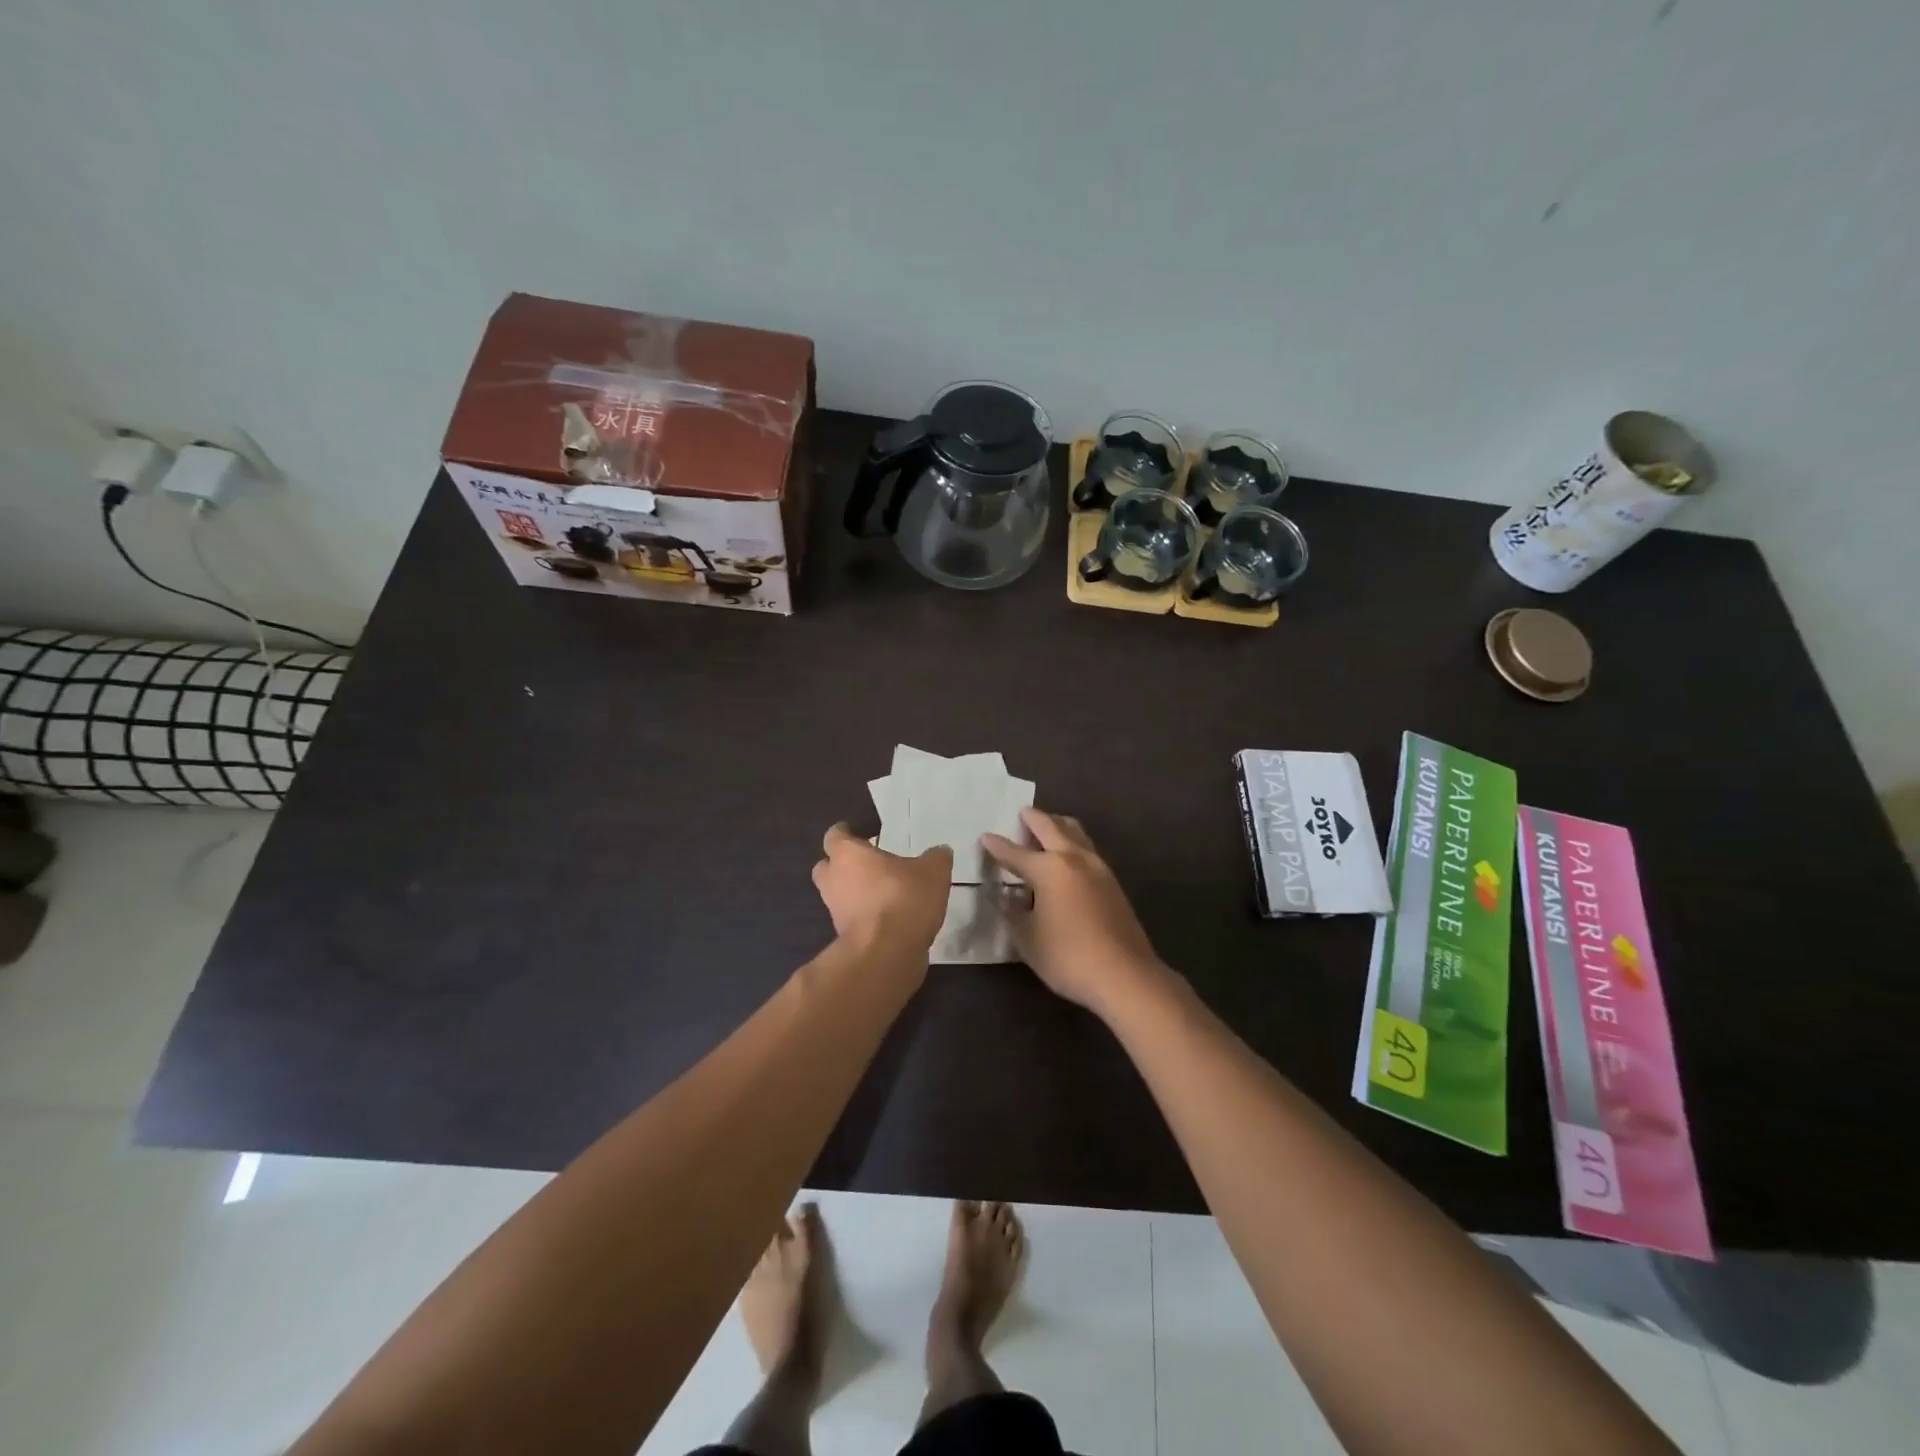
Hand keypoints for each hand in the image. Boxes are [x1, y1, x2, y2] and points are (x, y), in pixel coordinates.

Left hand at [811, 822, 951, 959]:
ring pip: (838, 894)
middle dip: (843, 864)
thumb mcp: (933, 871)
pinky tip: (890, 917)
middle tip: (869, 864)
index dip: (848, 833)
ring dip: (854, 893)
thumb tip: (940, 852)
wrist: (888, 952)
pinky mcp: (843, 937)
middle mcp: (833, 879)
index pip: (835, 835)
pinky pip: (851, 919)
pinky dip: (864, 916)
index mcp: (848, 854)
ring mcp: (835, 911)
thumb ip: (936, 858)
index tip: (864, 834)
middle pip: (827, 866)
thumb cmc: (904, 897)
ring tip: (884, 893)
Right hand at [980, 809, 1168, 1015]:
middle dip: (1033, 819)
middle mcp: (1073, 858)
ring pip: (1075, 832)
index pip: (1015, 853)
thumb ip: (1012, 912)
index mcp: (1048, 868)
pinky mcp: (1112, 881)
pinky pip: (1087, 849)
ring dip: (1058, 825)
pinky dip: (1072, 842)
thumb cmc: (1067, 956)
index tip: (985, 837)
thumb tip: (1004, 897)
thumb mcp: (1027, 939)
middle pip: (1051, 827)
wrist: (1124, 975)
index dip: (997, 846)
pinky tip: (1067, 858)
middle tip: (1022, 812)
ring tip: (1047, 827)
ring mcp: (1097, 867)